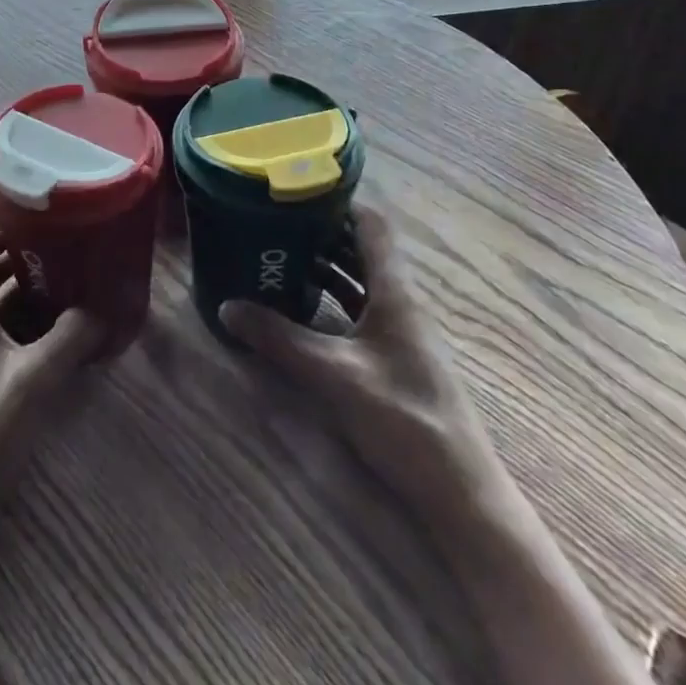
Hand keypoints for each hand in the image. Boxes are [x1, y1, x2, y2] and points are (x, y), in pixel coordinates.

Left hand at [0, 214, 105, 527]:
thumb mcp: (37, 379)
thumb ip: (73, 337)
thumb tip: (104, 308)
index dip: (0, 209)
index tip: (40, 199)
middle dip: (23, 240)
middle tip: (68, 232)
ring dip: (25, 275)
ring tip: (70, 268)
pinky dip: (22, 308)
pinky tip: (57, 320)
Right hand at [220, 200, 506, 513]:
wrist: (459, 492)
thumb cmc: (404, 419)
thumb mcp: (334, 375)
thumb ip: (280, 340)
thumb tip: (226, 306)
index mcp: (394, 292)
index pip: (371, 225)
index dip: (337, 202)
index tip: (293, 192)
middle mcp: (399, 301)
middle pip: (361, 248)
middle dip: (319, 232)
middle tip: (273, 222)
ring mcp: (399, 330)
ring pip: (358, 279)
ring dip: (323, 265)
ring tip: (277, 256)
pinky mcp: (393, 356)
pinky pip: (358, 309)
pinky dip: (330, 298)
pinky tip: (299, 307)